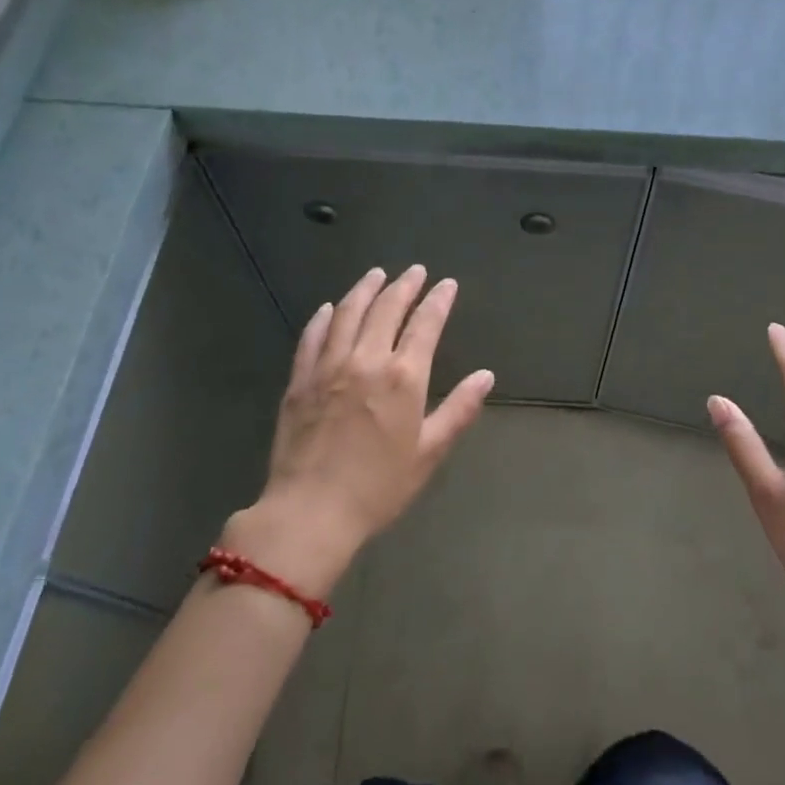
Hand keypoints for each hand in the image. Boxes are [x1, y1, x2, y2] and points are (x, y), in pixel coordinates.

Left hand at [226, 265, 493, 592]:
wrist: (310, 513)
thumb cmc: (379, 487)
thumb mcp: (429, 452)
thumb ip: (459, 410)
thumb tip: (485, 376)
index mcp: (404, 377)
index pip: (425, 324)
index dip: (438, 300)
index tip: (446, 284)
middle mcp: (366, 360)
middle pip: (386, 309)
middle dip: (404, 286)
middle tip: (415, 271)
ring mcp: (328, 367)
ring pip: (348, 314)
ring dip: (364, 289)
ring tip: (376, 274)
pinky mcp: (300, 380)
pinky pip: (311, 337)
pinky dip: (323, 317)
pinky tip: (328, 308)